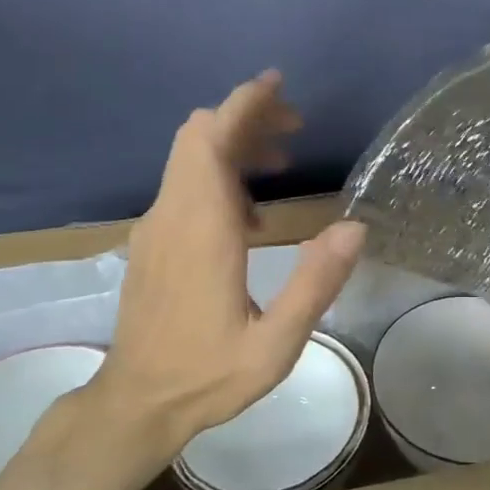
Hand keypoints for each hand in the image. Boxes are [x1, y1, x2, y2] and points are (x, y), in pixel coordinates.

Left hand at [88, 71, 365, 455]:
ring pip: (190, 157)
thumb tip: (355, 227)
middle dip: (245, 116)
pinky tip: (254, 213)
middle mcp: (172, 215)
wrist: (135, 404)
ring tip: (284, 160)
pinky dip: (220, 172)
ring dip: (235, 143)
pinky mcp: (152, 241)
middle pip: (198, 137)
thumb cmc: (207, 375)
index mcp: (202, 230)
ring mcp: (156, 227)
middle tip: (295, 125)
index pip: (210, 141)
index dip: (242, 105)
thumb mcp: (275, 344)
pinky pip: (185, 183)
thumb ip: (316, 283)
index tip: (277, 84)